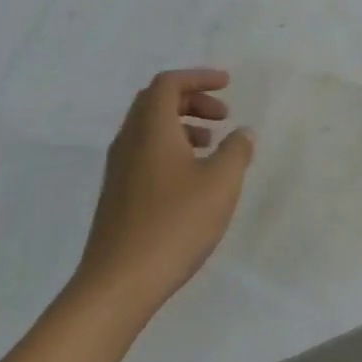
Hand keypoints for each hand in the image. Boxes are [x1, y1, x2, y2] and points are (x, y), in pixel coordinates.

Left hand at [74, 69, 254, 319]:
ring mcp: (119, 169)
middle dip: (192, 99)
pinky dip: (171, 148)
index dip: (199, 77)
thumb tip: (243, 132)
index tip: (228, 84)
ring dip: (182, 124)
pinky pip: (145, 152)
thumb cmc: (174, 224)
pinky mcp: (118, 194)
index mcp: (151, 129)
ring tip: (213, 146)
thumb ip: (236, 151)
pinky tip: (193, 177)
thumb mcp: (221, 184)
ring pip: (149, 128)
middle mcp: (129, 141)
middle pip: (156, 101)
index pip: (169, 83)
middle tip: (223, 114)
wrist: (118, 283)